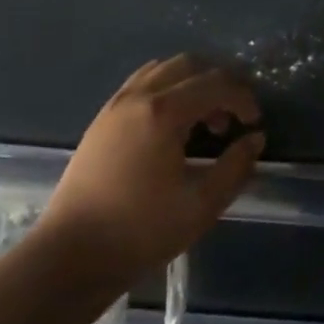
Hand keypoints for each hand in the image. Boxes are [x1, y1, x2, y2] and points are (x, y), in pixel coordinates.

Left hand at [35, 55, 264, 280]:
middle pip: (191, 64)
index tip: (255, 123)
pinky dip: (167, 88)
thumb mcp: (201, 206)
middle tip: (233, 115)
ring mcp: (117, 104)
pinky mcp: (102, 118)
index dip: (243, 99)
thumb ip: (235, 167)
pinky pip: (143, 82)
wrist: (68, 258)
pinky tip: (171, 122)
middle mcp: (140, 96)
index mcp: (164, 112)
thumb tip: (254, 139)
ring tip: (203, 119)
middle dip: (220, 83)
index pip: (216, 84)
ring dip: (192, 82)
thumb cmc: (139, 232)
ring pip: (165, 69)